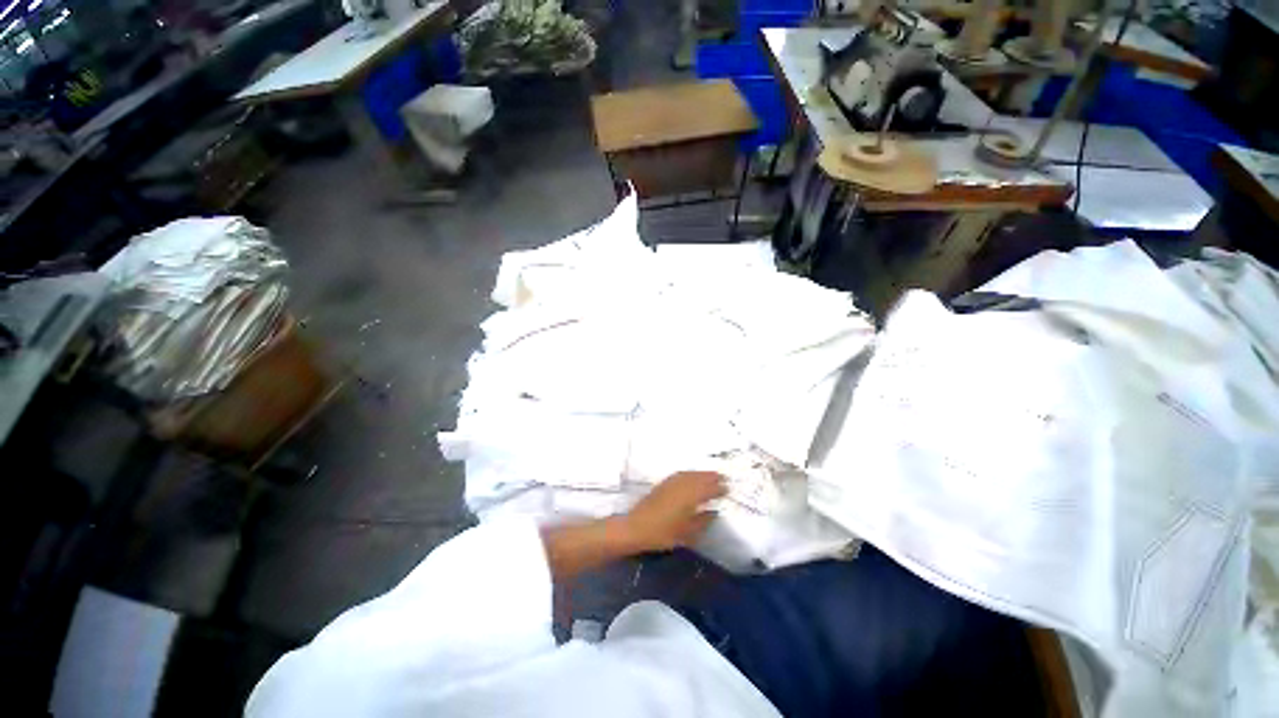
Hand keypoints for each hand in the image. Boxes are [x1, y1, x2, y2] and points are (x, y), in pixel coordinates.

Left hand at [619, 472, 726, 552]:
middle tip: (723, 478)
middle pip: (700, 477)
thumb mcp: (687, 533)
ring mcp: (672, 482)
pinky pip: (681, 474)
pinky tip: (691, 477)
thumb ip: (703, 521)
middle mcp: (683, 485)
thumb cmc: (663, 533)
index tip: (728, 489)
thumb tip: (713, 512)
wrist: (636, 527)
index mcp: (691, 496)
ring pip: (691, 474)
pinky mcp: (663, 484)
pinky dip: (690, 474)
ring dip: (702, 473)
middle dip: (712, 477)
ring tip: (711, 475)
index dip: (719, 488)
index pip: (709, 489)